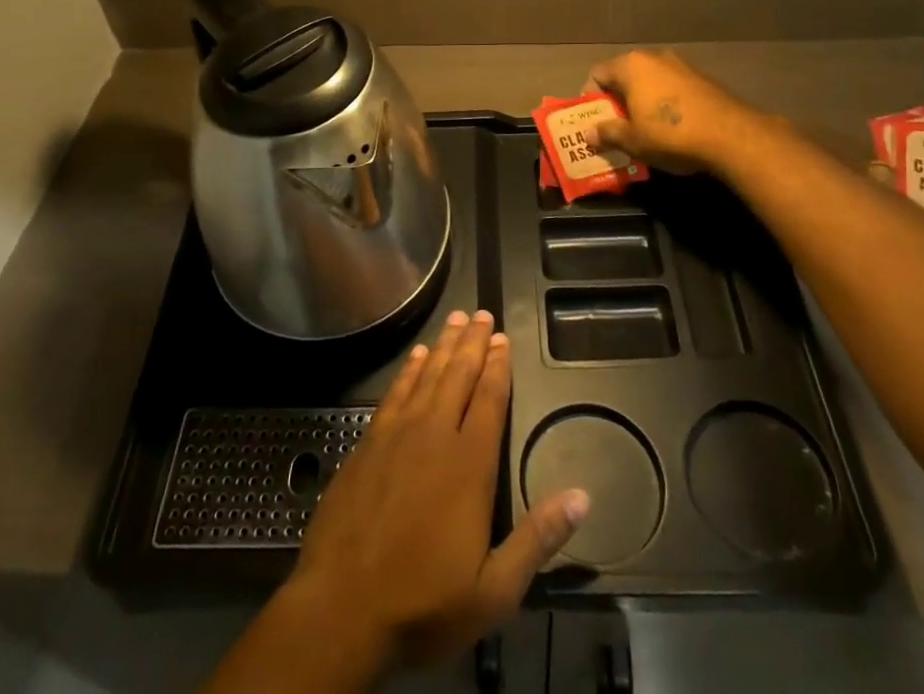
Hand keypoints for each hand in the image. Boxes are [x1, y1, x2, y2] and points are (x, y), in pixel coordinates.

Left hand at [285, 310, 588, 670]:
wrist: (340, 609)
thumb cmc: (423, 603)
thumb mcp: (494, 590)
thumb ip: (538, 539)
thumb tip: (582, 497)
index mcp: (469, 464)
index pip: (490, 400)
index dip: (498, 367)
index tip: (504, 339)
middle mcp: (434, 435)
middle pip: (458, 376)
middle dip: (473, 343)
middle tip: (482, 314)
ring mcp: (397, 435)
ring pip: (427, 376)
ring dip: (444, 346)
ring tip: (456, 319)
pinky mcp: (368, 443)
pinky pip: (395, 392)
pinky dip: (409, 370)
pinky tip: (417, 356)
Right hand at [584, 49, 763, 176]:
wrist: (732, 136)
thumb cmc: (671, 135)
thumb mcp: (633, 141)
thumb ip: (608, 133)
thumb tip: (589, 133)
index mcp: (631, 66)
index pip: (597, 74)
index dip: (592, 97)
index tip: (596, 120)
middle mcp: (654, 57)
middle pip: (625, 75)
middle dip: (618, 100)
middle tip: (618, 127)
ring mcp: (682, 65)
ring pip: (651, 81)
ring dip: (644, 100)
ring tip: (646, 129)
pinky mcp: (704, 78)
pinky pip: (673, 87)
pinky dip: (667, 102)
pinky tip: (674, 127)